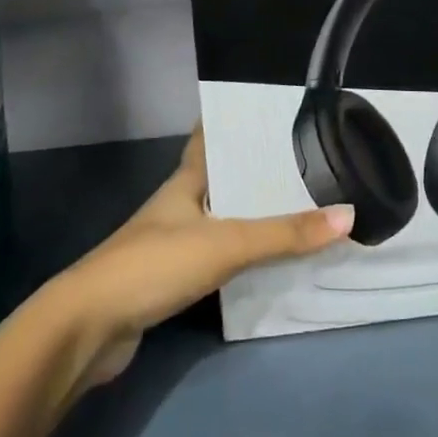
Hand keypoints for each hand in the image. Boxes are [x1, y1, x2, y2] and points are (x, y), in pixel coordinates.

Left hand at [44, 127, 352, 388]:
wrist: (89, 328)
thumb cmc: (154, 264)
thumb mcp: (225, 243)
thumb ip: (284, 234)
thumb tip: (348, 215)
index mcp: (185, 182)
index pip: (209, 139)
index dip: (234, 122)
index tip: (270, 109)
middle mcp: (178, 205)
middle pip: (221, 179)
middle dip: (255, 171)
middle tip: (304, 160)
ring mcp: (172, 244)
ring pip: (220, 219)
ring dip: (251, 215)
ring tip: (298, 205)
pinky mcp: (171, 281)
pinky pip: (217, 257)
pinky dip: (241, 255)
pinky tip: (268, 260)